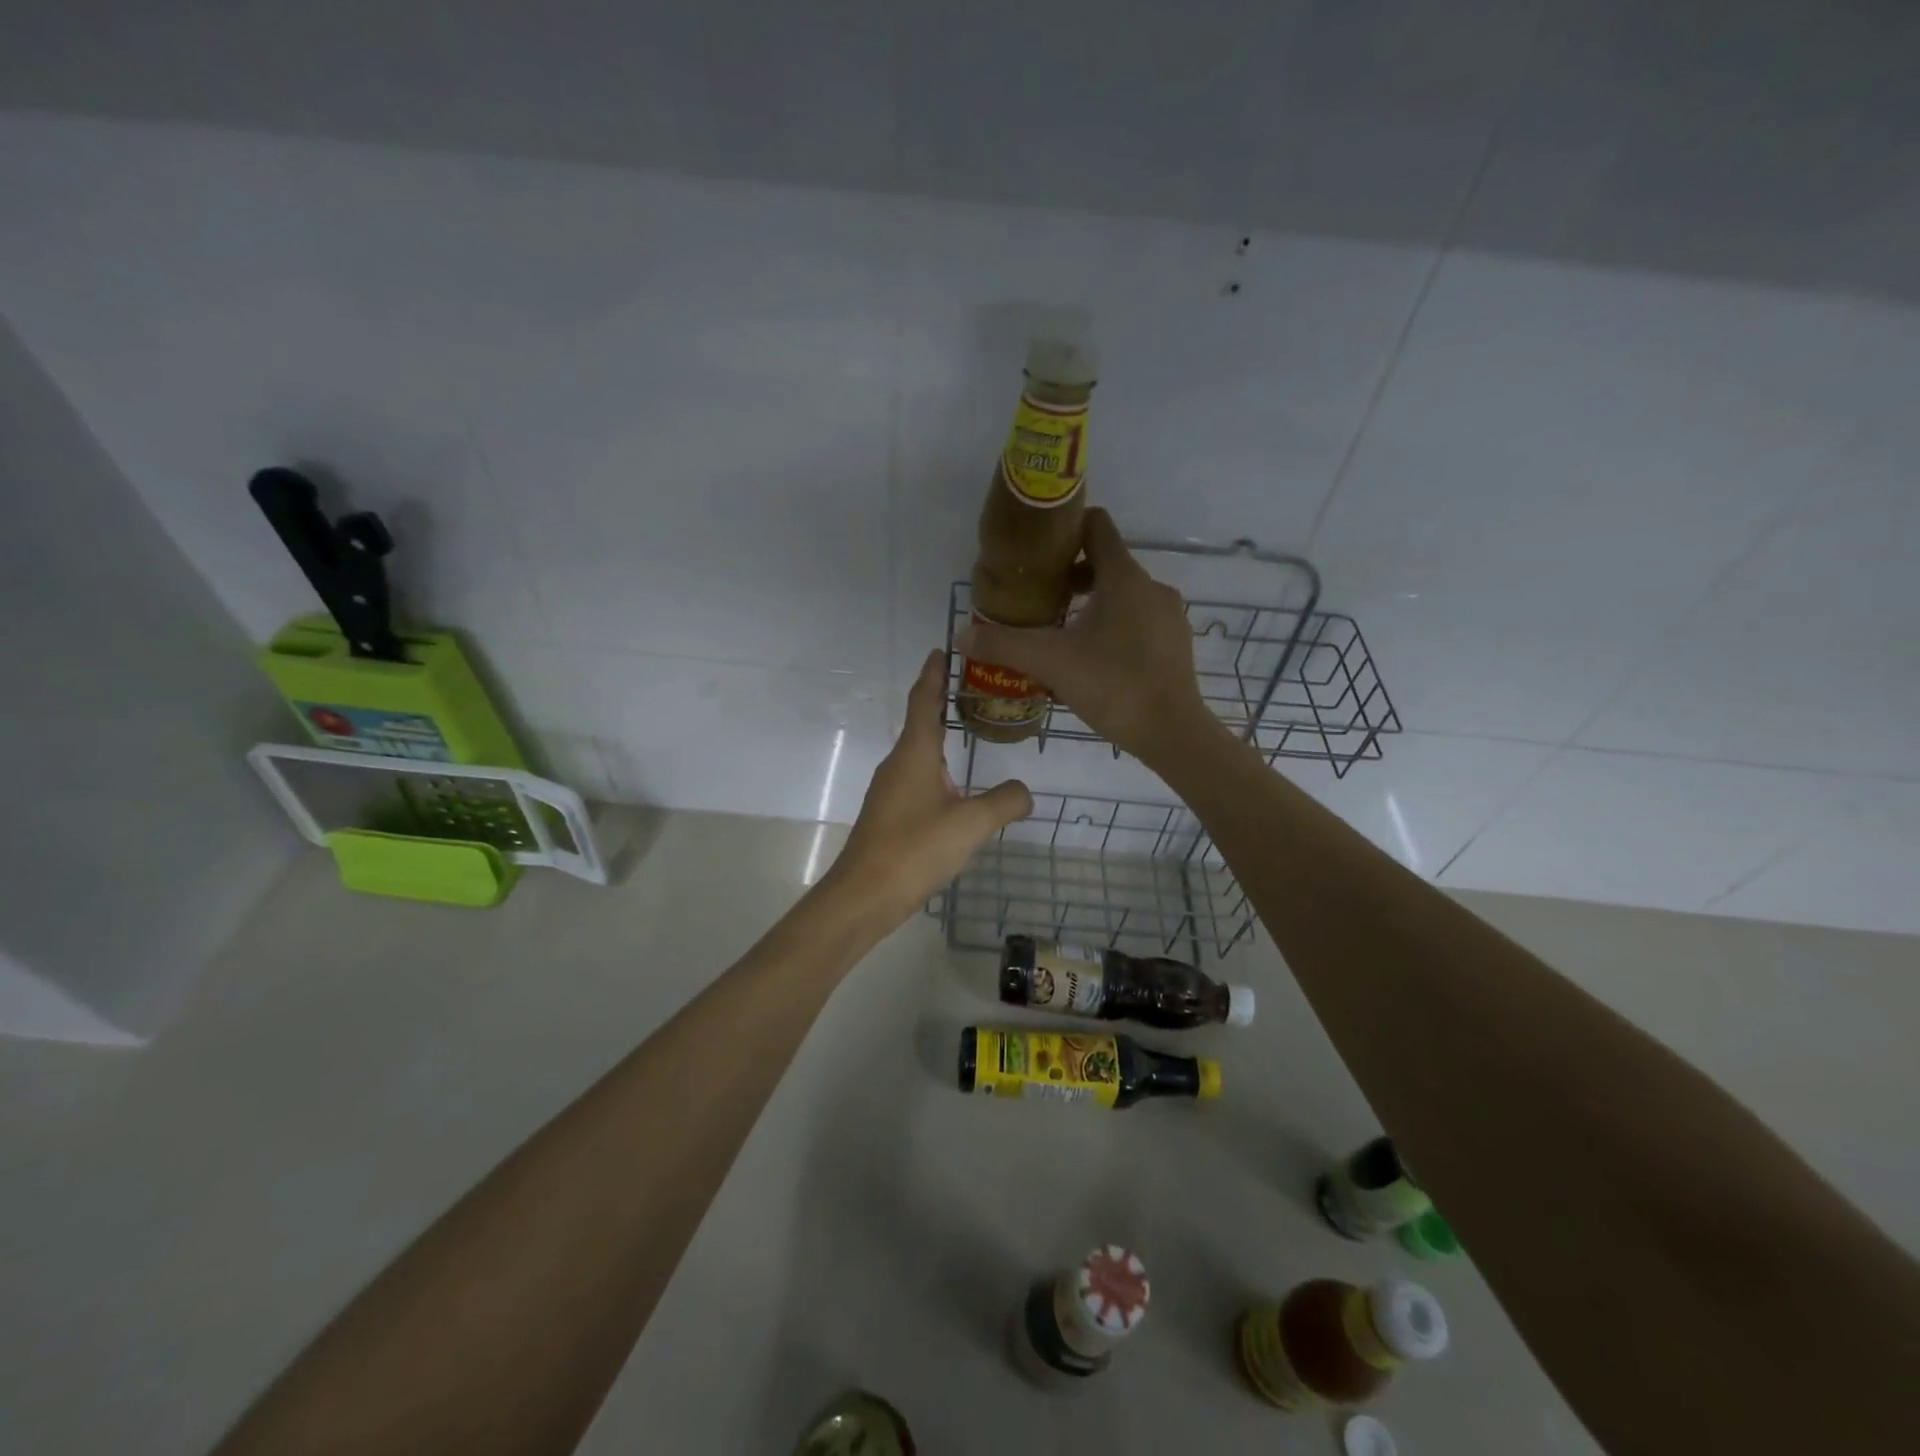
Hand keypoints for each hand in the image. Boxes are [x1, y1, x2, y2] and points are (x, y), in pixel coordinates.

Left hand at [823, 650, 1032, 924]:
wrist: (864, 895)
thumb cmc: (916, 848)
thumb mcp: (972, 823)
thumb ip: (1005, 802)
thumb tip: (1025, 791)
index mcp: (915, 753)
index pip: (924, 700)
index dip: (934, 674)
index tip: (942, 649)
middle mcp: (898, 763)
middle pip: (920, 723)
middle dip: (941, 702)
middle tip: (972, 689)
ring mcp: (889, 790)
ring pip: (918, 754)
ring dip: (939, 739)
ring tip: (968, 735)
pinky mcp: (888, 815)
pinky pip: (916, 780)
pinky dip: (936, 771)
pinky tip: (954, 790)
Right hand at [955, 508, 1214, 765]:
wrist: (1172, 733)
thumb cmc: (1113, 686)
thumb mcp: (1051, 663)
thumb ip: (1004, 645)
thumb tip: (962, 636)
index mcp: (1124, 578)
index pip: (1096, 526)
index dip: (1065, 529)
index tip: (1038, 551)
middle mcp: (1151, 587)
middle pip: (1106, 563)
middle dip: (1070, 577)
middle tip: (1039, 600)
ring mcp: (1168, 616)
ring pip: (1122, 595)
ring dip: (1091, 605)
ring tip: (1061, 633)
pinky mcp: (1175, 643)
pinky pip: (1138, 621)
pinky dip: (1113, 627)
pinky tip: (1093, 659)